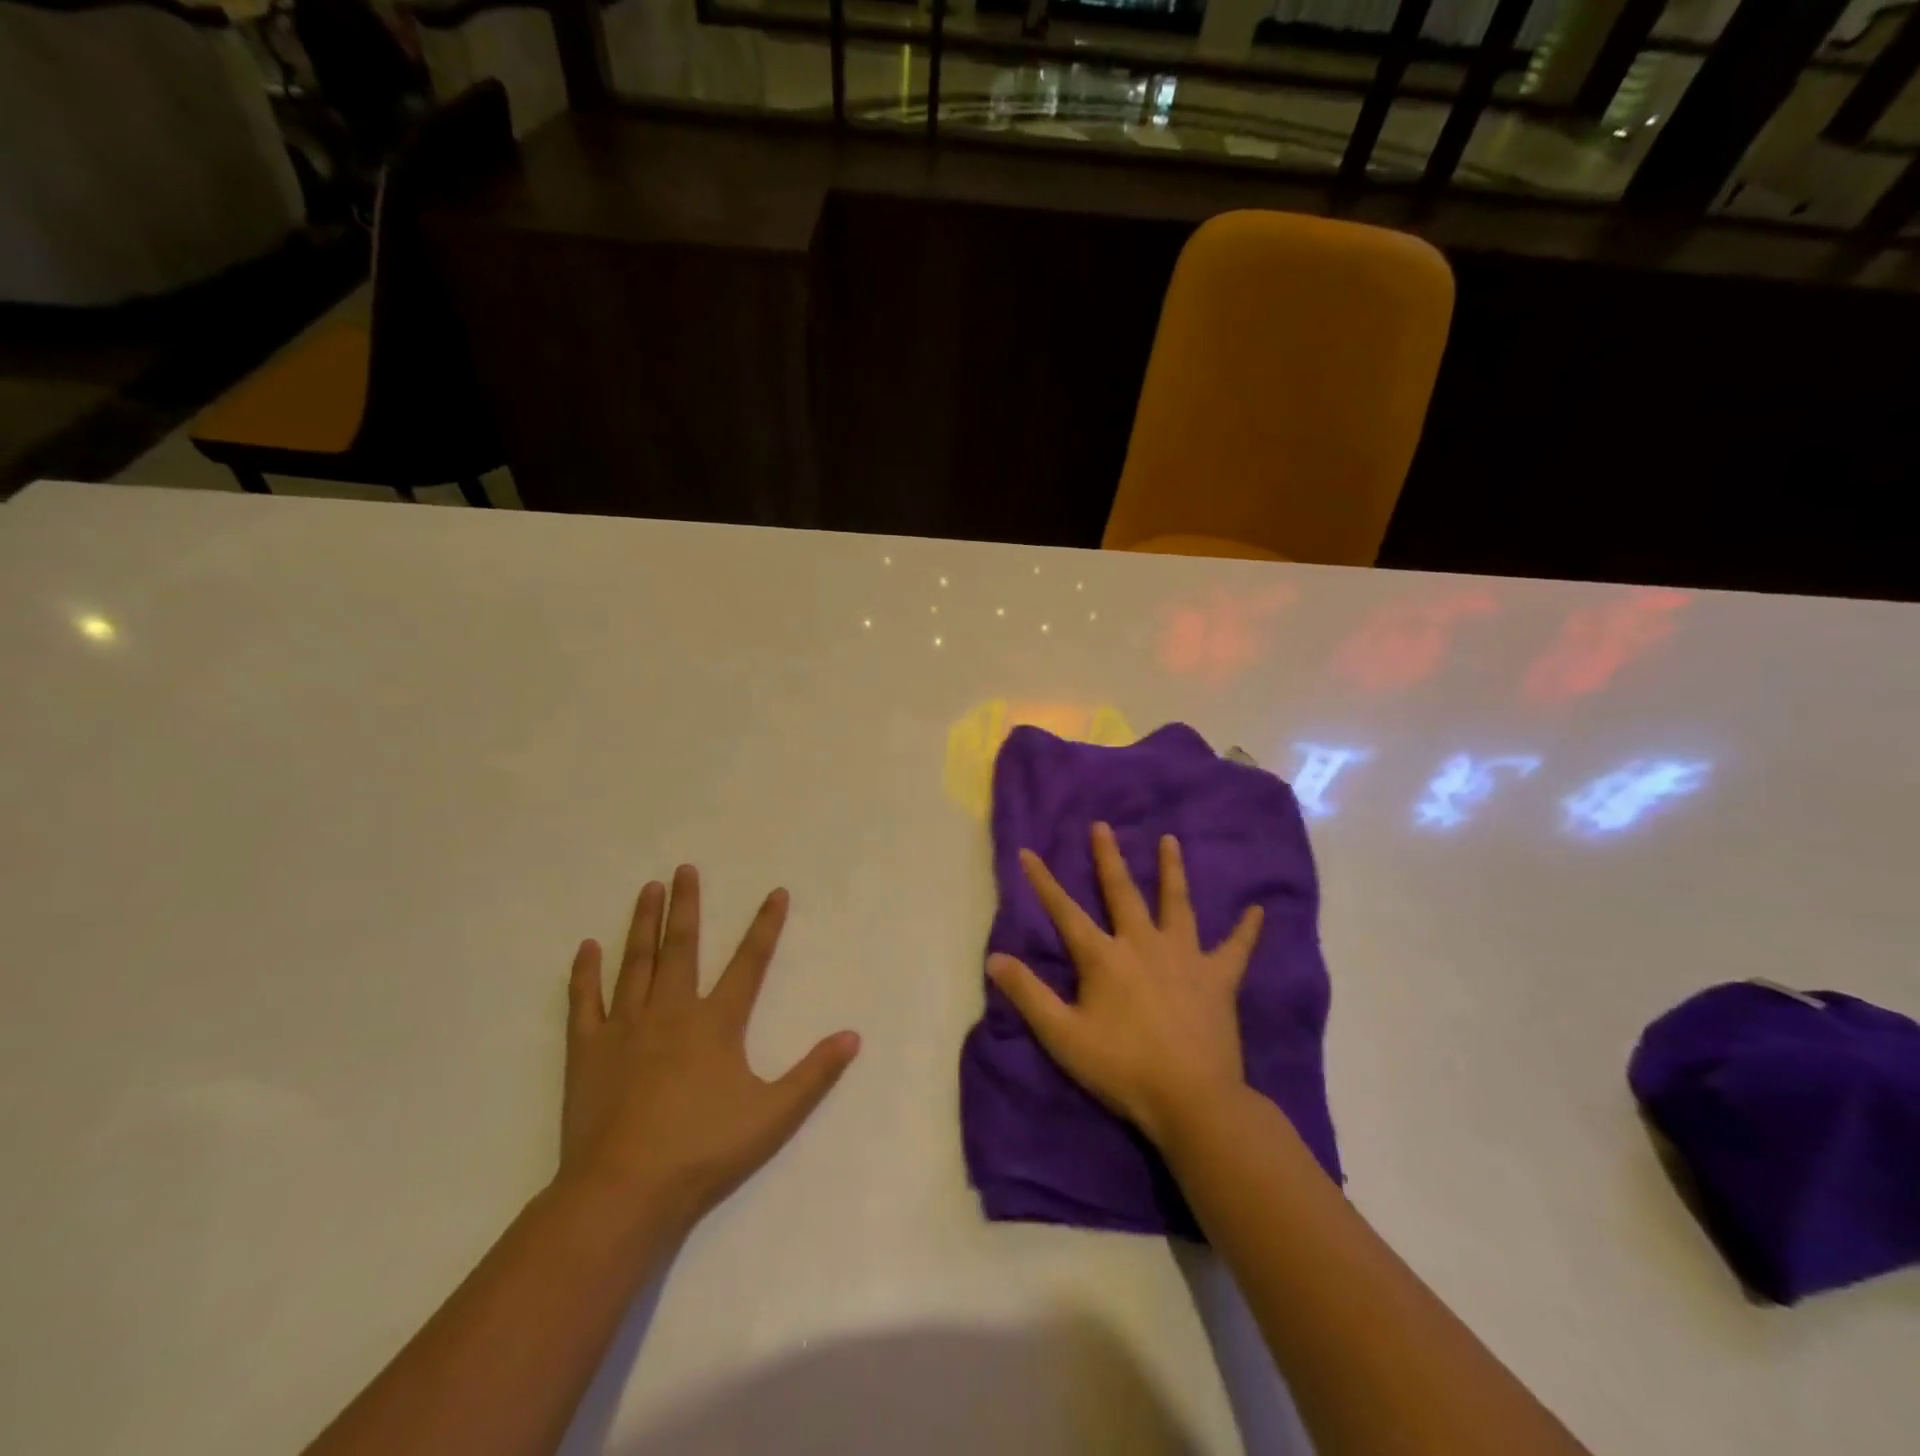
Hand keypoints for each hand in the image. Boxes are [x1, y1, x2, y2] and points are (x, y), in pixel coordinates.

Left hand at [559, 866, 859, 1237]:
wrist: (624, 1191)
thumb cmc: (703, 1150)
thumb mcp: (773, 1115)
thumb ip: (814, 1074)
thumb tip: (853, 1037)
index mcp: (717, 1022)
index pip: (749, 962)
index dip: (765, 925)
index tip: (775, 892)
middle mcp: (671, 1011)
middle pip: (682, 946)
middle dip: (686, 905)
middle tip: (684, 869)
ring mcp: (625, 1027)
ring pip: (636, 962)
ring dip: (643, 923)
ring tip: (647, 889)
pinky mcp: (587, 1049)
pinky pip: (585, 1001)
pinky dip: (586, 972)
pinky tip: (587, 947)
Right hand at [988, 822, 1262, 1146]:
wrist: (1191, 1100)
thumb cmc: (1122, 1068)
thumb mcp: (1062, 1035)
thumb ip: (1028, 994)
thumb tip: (994, 958)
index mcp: (1104, 957)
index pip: (1065, 912)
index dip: (1043, 882)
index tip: (1027, 852)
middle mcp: (1143, 943)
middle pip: (1122, 892)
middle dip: (1108, 858)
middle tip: (1102, 826)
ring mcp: (1185, 957)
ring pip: (1177, 904)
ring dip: (1172, 871)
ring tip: (1170, 841)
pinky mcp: (1219, 978)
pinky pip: (1236, 948)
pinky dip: (1246, 930)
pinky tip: (1258, 910)